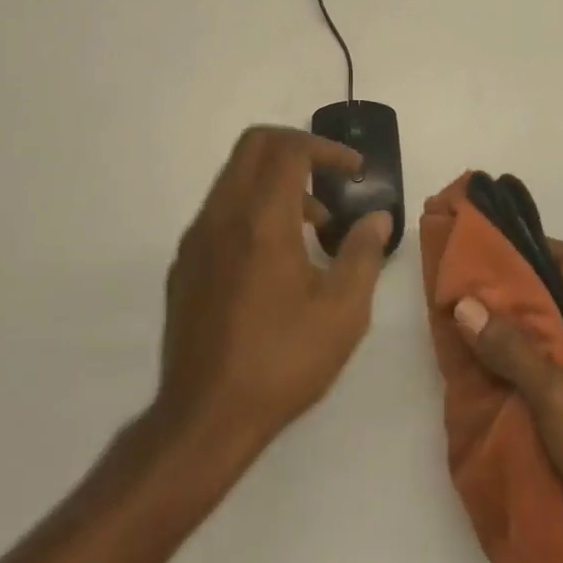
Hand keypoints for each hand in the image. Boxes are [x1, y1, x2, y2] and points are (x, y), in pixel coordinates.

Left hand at [156, 126, 391, 459]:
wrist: (205, 416)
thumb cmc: (282, 362)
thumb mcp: (343, 312)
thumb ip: (363, 254)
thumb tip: (377, 218)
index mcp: (261, 219)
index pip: (289, 149)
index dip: (327, 148)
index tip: (356, 170)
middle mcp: (222, 215)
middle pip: (254, 146)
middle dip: (297, 149)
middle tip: (331, 179)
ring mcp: (197, 238)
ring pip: (234, 177)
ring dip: (275, 182)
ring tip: (313, 228)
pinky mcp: (184, 263)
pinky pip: (220, 210)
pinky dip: (252, 208)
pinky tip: (275, 258)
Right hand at [452, 240, 562, 562]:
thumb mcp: (556, 397)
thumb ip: (511, 349)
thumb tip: (466, 303)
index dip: (530, 245)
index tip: (487, 248)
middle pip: (560, 293)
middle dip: (515, 289)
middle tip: (468, 289)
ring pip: (558, 331)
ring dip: (519, 328)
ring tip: (473, 327)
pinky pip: (561, 364)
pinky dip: (530, 360)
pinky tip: (499, 373)